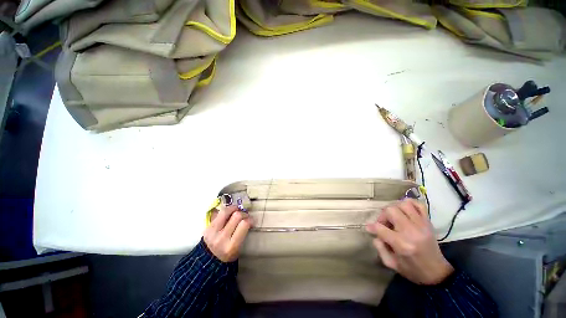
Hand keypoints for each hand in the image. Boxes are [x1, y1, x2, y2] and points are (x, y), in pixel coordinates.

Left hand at [204, 205, 251, 262]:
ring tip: (237, 210)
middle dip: (244, 213)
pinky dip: (226, 211)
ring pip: (226, 211)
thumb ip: (243, 233)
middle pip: (237, 216)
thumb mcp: (238, 249)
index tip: (252, 221)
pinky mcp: (207, 227)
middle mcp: (222, 238)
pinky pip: (218, 214)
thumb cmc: (227, 256)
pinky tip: (229, 212)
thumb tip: (248, 218)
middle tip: (245, 216)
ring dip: (234, 208)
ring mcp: (213, 232)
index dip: (250, 220)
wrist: (207, 262)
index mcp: (232, 246)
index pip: (244, 224)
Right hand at [366, 199, 453, 284]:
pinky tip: (404, 211)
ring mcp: (422, 224)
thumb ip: (379, 248)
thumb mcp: (391, 264)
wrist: (437, 272)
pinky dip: (409, 203)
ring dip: (394, 208)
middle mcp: (411, 231)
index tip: (369, 229)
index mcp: (402, 244)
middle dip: (382, 215)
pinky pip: (418, 204)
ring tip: (393, 217)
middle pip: (390, 210)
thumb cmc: (412, 270)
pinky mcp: (428, 222)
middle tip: (383, 224)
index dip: (371, 227)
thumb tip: (375, 234)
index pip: (380, 227)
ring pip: (403, 204)